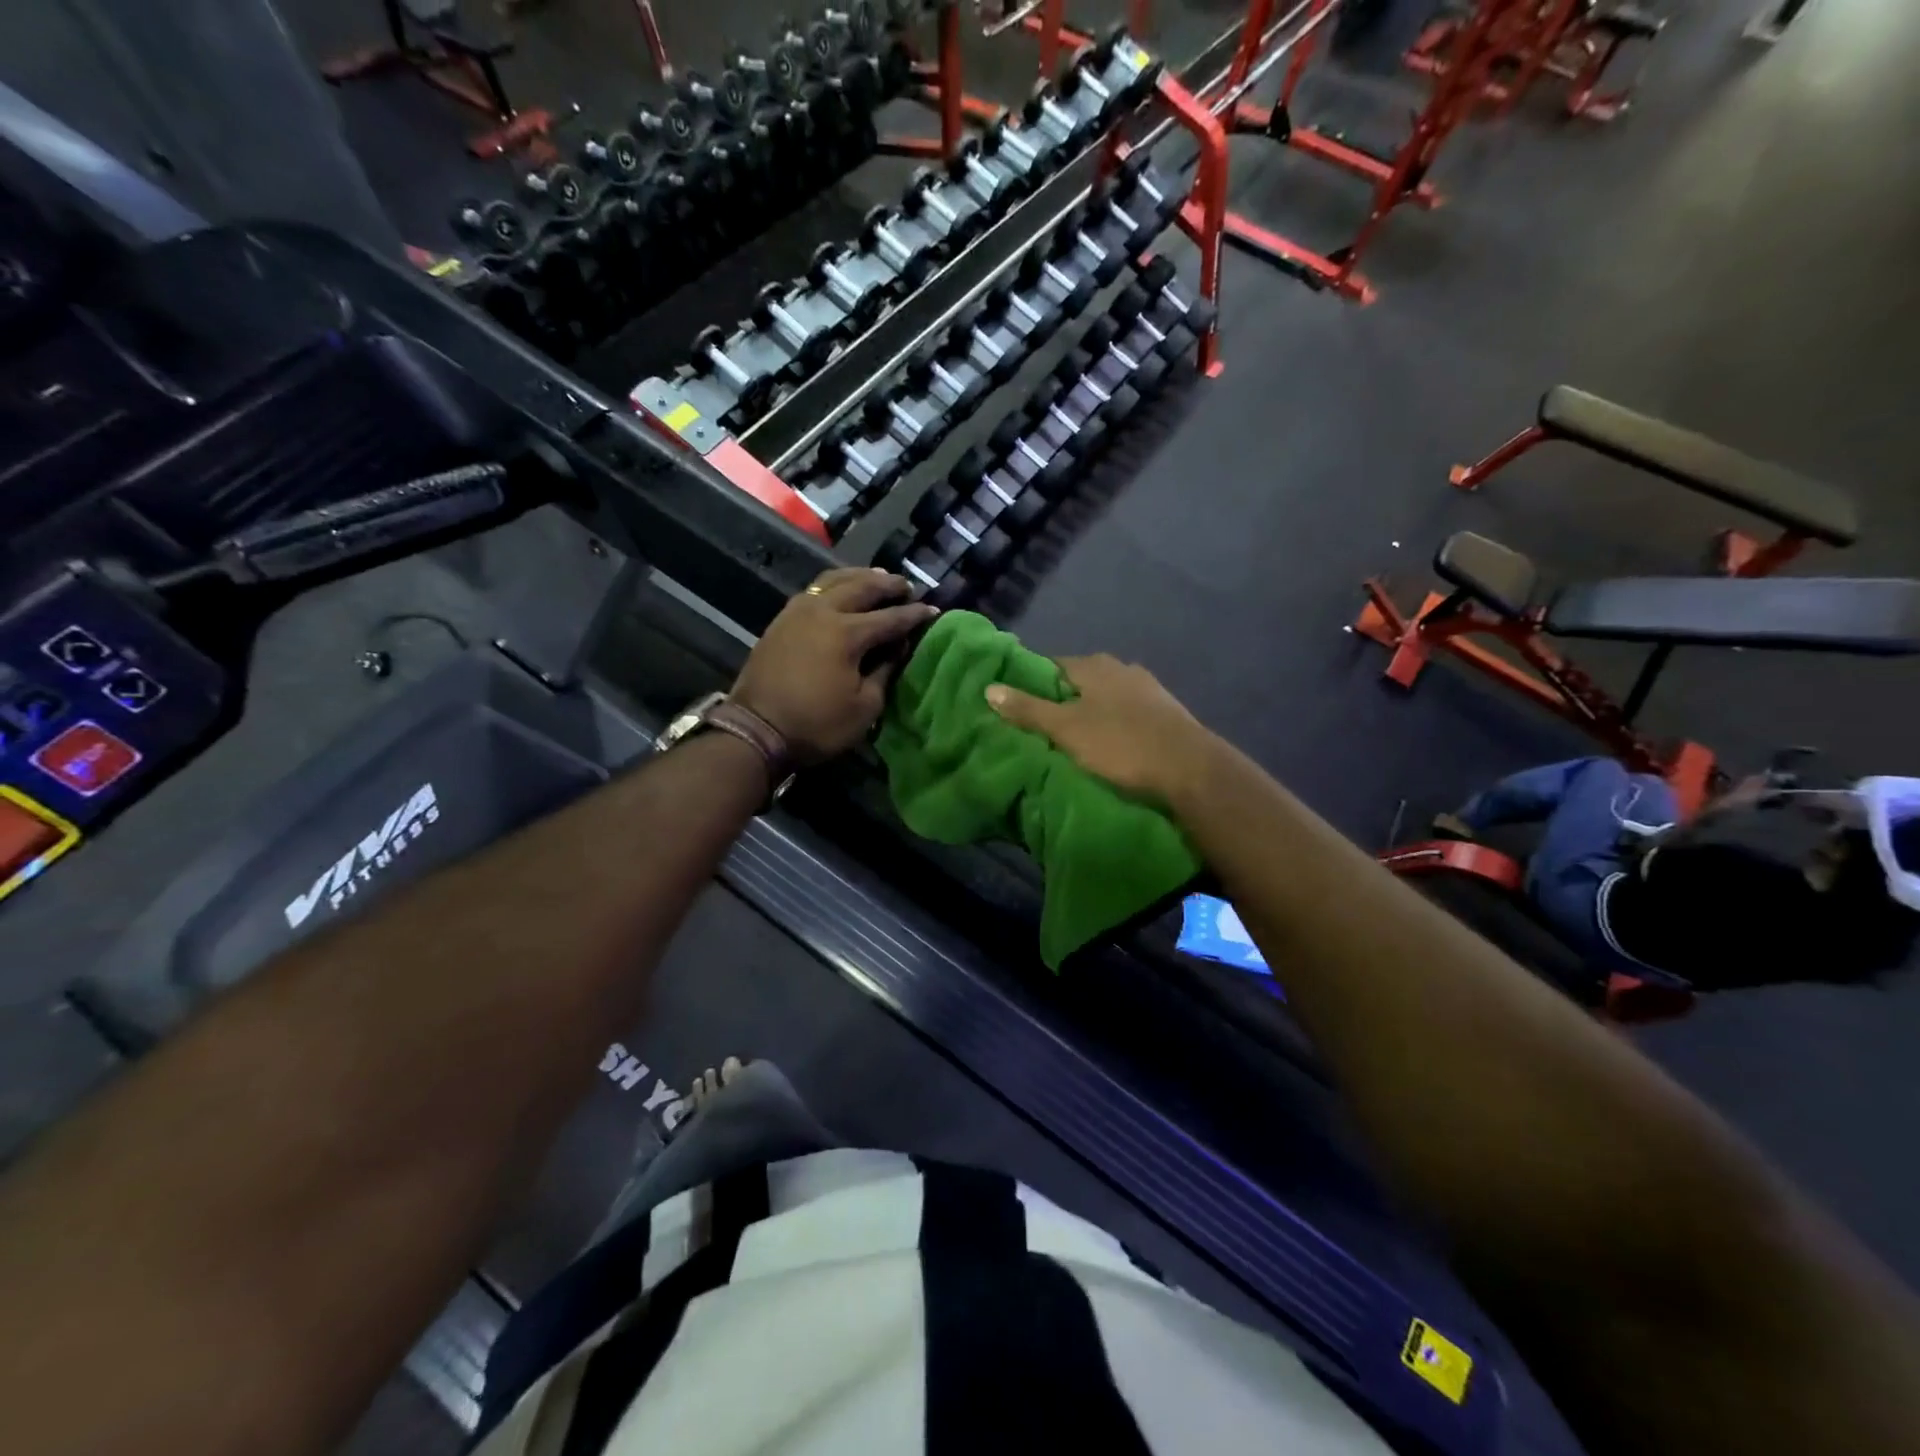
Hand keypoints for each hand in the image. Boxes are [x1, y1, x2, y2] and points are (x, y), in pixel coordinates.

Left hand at [732, 568, 936, 763]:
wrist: (757, 729)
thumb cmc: (817, 724)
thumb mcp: (864, 707)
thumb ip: (884, 672)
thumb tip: (896, 649)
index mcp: (847, 633)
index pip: (890, 618)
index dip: (914, 615)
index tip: (933, 610)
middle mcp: (823, 612)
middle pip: (862, 587)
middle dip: (888, 585)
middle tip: (907, 586)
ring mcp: (797, 612)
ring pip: (833, 581)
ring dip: (859, 576)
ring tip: (877, 577)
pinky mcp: (781, 620)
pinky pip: (813, 591)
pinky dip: (833, 585)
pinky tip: (840, 590)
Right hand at [985, 654, 1217, 804]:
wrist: (1191, 769)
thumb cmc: (1121, 744)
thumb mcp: (1066, 729)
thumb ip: (1028, 709)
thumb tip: (989, 688)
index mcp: (1095, 665)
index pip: (1052, 665)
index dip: (1031, 684)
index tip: (1017, 707)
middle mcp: (1122, 668)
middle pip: (1080, 681)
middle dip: (1061, 701)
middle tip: (1042, 729)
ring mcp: (1148, 689)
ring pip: (1105, 698)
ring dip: (1090, 714)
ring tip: (1072, 742)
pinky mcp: (1165, 713)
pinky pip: (1126, 714)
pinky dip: (1113, 726)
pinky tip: (1109, 746)